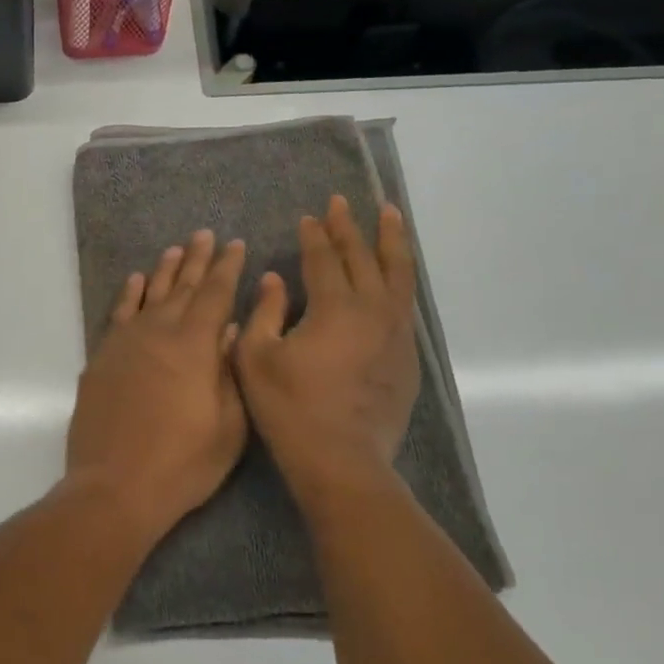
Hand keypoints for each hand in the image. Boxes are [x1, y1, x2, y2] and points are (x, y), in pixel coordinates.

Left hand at [67, 230, 248, 539]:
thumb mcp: (229, 424)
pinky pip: (117, 316)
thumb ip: (231, 371)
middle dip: (197, 260)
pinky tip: (135, 283)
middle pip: (181, 287)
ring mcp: (124, 344)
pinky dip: (127, 296)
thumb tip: (231, 330)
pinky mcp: (101, 360)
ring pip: (147, 296)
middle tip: (205, 236)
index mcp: (194, 345)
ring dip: (163, 272)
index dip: (227, 268)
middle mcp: (158, 333)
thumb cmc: (183, 463)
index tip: (235, 245)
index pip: (215, 294)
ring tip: (175, 250)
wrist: (115, 486)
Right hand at [234, 195, 418, 498]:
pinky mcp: (407, 355)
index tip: (309, 216)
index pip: (324, 258)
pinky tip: (394, 275)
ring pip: (398, 274)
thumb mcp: (255, 358)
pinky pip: (406, 303)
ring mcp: (396, 332)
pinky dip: (400, 278)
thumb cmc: (289, 409)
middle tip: (343, 202)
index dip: (315, 235)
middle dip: (351, 227)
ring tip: (390, 215)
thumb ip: (264, 312)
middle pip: (364, 257)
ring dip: (391, 241)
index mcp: (334, 307)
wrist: (341, 460)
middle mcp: (373, 310)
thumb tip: (274, 280)